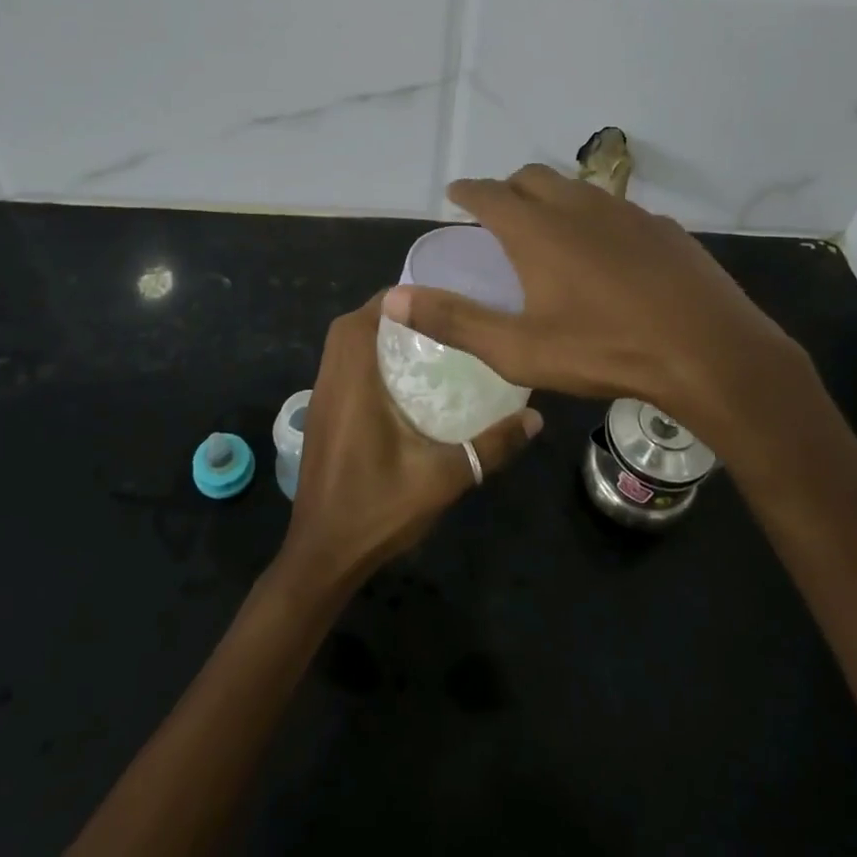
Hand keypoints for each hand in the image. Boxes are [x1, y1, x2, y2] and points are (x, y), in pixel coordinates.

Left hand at [275, 292, 541, 599]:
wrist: (322, 558)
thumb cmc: (377, 511)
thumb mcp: (443, 478)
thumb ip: (490, 447)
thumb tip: (536, 418)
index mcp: (352, 387)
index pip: (362, 321)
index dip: (393, 300)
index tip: (432, 298)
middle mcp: (330, 386)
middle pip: (348, 328)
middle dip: (385, 314)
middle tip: (431, 319)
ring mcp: (319, 404)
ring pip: (340, 350)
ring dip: (372, 337)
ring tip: (421, 343)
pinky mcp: (320, 422)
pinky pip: (339, 371)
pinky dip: (363, 361)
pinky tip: (399, 385)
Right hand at [381, 166, 811, 437]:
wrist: (709, 351)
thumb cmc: (605, 349)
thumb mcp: (519, 348)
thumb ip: (454, 321)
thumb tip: (393, 299)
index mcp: (537, 229)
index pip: (488, 193)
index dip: (467, 191)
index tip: (455, 193)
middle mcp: (579, 206)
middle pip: (532, 178)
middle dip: (508, 188)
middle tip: (498, 212)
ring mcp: (626, 212)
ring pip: (577, 189)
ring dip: (553, 198)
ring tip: (547, 228)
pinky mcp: (662, 228)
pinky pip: (616, 210)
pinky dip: (595, 218)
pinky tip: (606, 253)